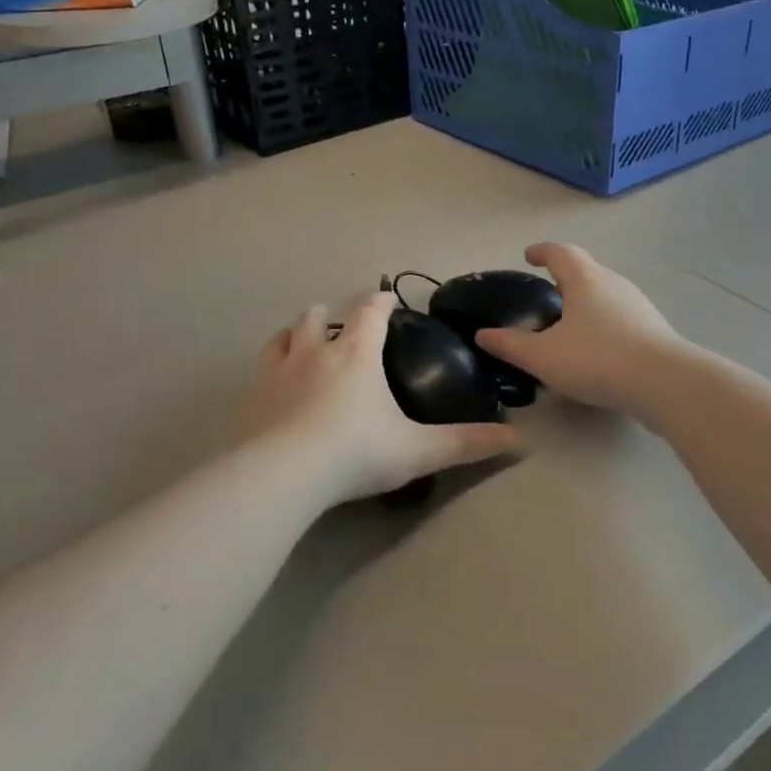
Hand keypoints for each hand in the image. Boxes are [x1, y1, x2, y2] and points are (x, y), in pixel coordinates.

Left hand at [240, 294, 518, 505]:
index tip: (388, 298)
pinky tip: (274, 380)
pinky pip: (262, 367)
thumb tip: (516, 438)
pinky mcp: (253, 395)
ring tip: (305, 339)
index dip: (381, 300)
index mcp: (356, 354)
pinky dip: (272, 364)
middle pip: (320, 315)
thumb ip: (465, 443)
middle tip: (342, 321)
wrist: (285, 473)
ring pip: (286, 335)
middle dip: (333, 312)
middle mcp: (315, 351)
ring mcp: (279, 371)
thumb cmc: (356, 453)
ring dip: (298, 331)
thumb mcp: (418, 450)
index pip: (370, 312)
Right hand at [475, 244, 684, 416]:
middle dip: (565, 277)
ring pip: (605, 293)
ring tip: (570, 321)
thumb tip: (482, 335)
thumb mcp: (543, 357)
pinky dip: (603, 321)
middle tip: (547, 292)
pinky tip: (597, 346)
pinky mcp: (654, 328)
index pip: (560, 253)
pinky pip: (621, 315)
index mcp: (585, 280)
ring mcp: (638, 305)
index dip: (542, 251)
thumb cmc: (598, 360)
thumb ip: (510, 345)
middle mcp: (613, 283)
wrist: (665, 383)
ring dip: (586, 300)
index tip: (528, 255)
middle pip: (586, 270)